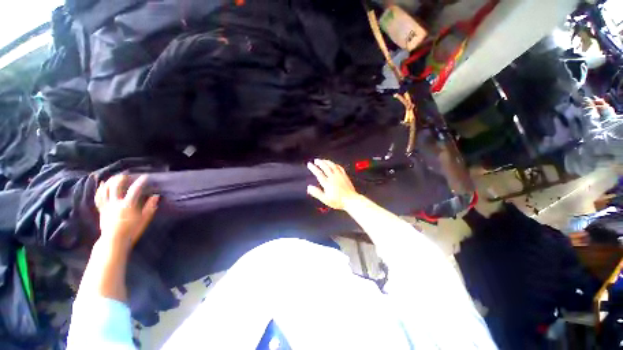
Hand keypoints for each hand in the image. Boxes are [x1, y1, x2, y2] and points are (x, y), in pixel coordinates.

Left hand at [94, 175, 158, 250]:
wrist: (114, 241)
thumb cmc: (132, 230)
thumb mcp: (145, 219)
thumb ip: (150, 207)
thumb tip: (156, 196)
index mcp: (128, 205)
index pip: (135, 190)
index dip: (140, 182)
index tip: (145, 177)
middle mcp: (116, 203)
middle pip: (116, 186)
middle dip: (121, 178)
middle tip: (127, 175)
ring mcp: (107, 206)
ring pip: (105, 190)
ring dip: (110, 181)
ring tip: (115, 177)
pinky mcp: (102, 210)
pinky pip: (99, 197)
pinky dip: (100, 189)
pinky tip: (102, 184)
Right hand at [307, 159, 359, 209]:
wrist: (351, 200)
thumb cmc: (338, 201)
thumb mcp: (325, 199)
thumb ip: (317, 193)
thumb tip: (309, 187)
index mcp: (327, 183)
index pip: (318, 173)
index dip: (313, 168)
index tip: (309, 164)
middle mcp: (333, 177)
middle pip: (325, 167)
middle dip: (320, 162)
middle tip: (315, 160)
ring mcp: (339, 175)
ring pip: (332, 165)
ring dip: (327, 162)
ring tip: (323, 160)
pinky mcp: (345, 176)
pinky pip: (339, 167)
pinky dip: (335, 165)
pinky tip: (334, 164)